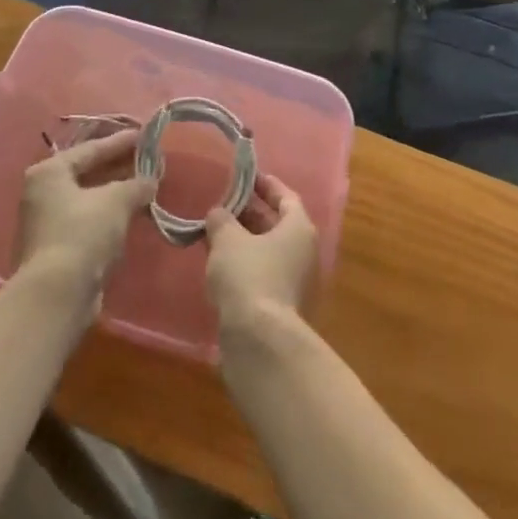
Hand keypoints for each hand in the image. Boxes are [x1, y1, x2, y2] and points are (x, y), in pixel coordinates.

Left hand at [17, 129, 155, 304]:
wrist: (56, 295)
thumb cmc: (83, 233)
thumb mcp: (116, 201)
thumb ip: (136, 185)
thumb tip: (150, 180)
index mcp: (49, 172)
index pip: (91, 149)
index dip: (120, 142)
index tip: (145, 136)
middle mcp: (42, 194)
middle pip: (88, 172)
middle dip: (119, 167)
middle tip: (148, 159)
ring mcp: (46, 223)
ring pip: (89, 199)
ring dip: (116, 193)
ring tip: (145, 185)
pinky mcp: (56, 250)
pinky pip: (88, 221)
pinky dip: (109, 216)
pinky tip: (131, 215)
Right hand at [204, 174, 319, 329]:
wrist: (259, 341)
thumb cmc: (248, 275)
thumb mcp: (227, 239)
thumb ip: (221, 220)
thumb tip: (217, 215)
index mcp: (299, 228)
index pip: (286, 197)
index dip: (266, 185)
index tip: (247, 177)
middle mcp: (303, 253)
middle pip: (277, 225)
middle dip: (250, 214)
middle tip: (223, 204)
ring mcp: (294, 283)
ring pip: (267, 252)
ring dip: (243, 242)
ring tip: (214, 232)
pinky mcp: (279, 308)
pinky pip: (261, 275)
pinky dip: (243, 266)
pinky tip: (218, 265)